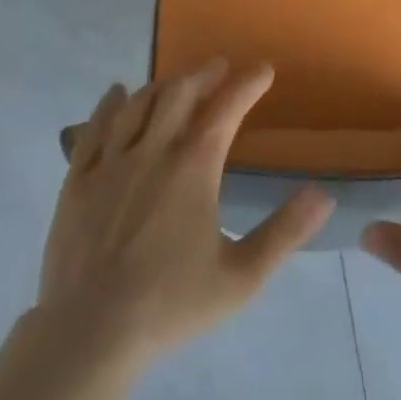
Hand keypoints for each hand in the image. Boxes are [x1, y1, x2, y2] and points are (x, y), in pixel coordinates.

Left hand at [37, 59, 334, 367]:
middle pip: (179, 94)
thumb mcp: (241, 276)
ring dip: (162, 86)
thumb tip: (324, 195)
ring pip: (138, 105)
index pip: (226, 109)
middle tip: (219, 66)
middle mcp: (152, 152)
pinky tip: (117, 93)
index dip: (247, 84)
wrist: (89, 333)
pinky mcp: (77, 180)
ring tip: (177, 82)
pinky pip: (94, 128)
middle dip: (203, 74)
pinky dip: (110, 104)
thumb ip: (285, 232)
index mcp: (193, 168)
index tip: (263, 70)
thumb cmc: (171, 304)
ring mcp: (110, 164)